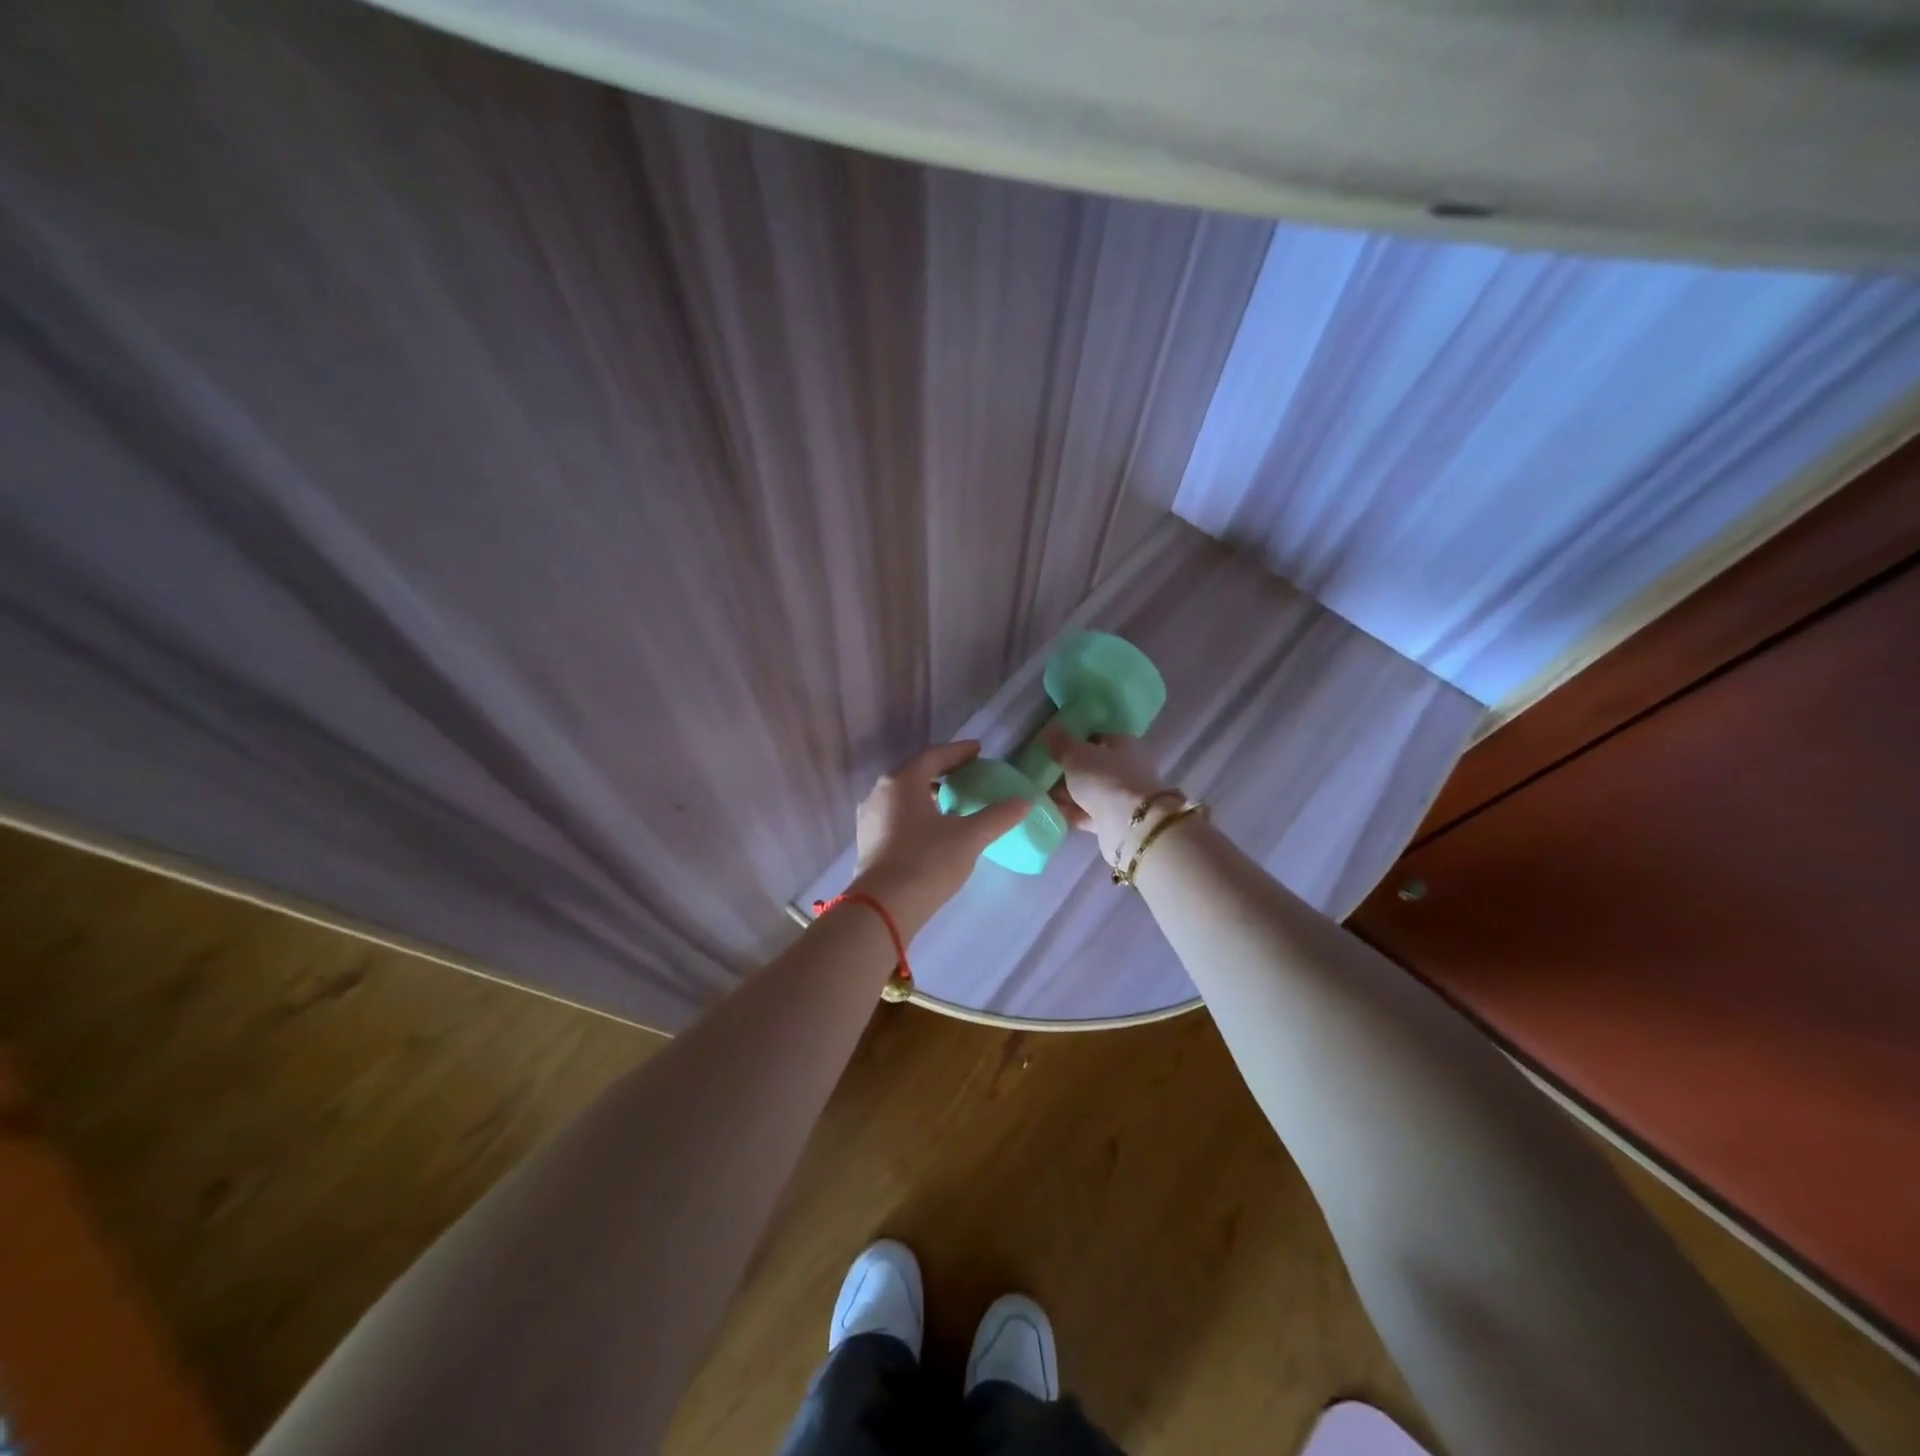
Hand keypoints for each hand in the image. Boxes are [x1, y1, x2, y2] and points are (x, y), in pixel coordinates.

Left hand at [849, 742, 1032, 937]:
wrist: (883, 908)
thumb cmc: (927, 862)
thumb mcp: (969, 837)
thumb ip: (997, 817)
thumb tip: (1023, 802)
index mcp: (903, 781)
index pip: (934, 756)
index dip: (958, 751)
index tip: (978, 750)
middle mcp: (880, 793)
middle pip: (916, 773)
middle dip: (942, 771)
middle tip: (967, 774)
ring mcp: (870, 818)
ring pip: (903, 796)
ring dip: (928, 794)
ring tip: (951, 802)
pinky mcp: (868, 842)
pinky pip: (895, 816)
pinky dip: (916, 813)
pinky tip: (931, 829)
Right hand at [1041, 726, 1172, 865]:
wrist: (1130, 826)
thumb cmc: (1105, 779)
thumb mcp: (1077, 755)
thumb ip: (1062, 743)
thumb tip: (1050, 729)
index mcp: (1124, 745)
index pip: (1097, 738)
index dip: (1074, 742)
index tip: (1051, 748)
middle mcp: (1127, 769)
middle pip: (1092, 766)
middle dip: (1067, 770)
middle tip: (1041, 772)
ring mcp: (1122, 796)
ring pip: (1089, 791)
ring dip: (1067, 793)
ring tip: (1039, 793)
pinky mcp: (1115, 821)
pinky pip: (1087, 813)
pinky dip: (1071, 812)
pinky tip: (1050, 811)